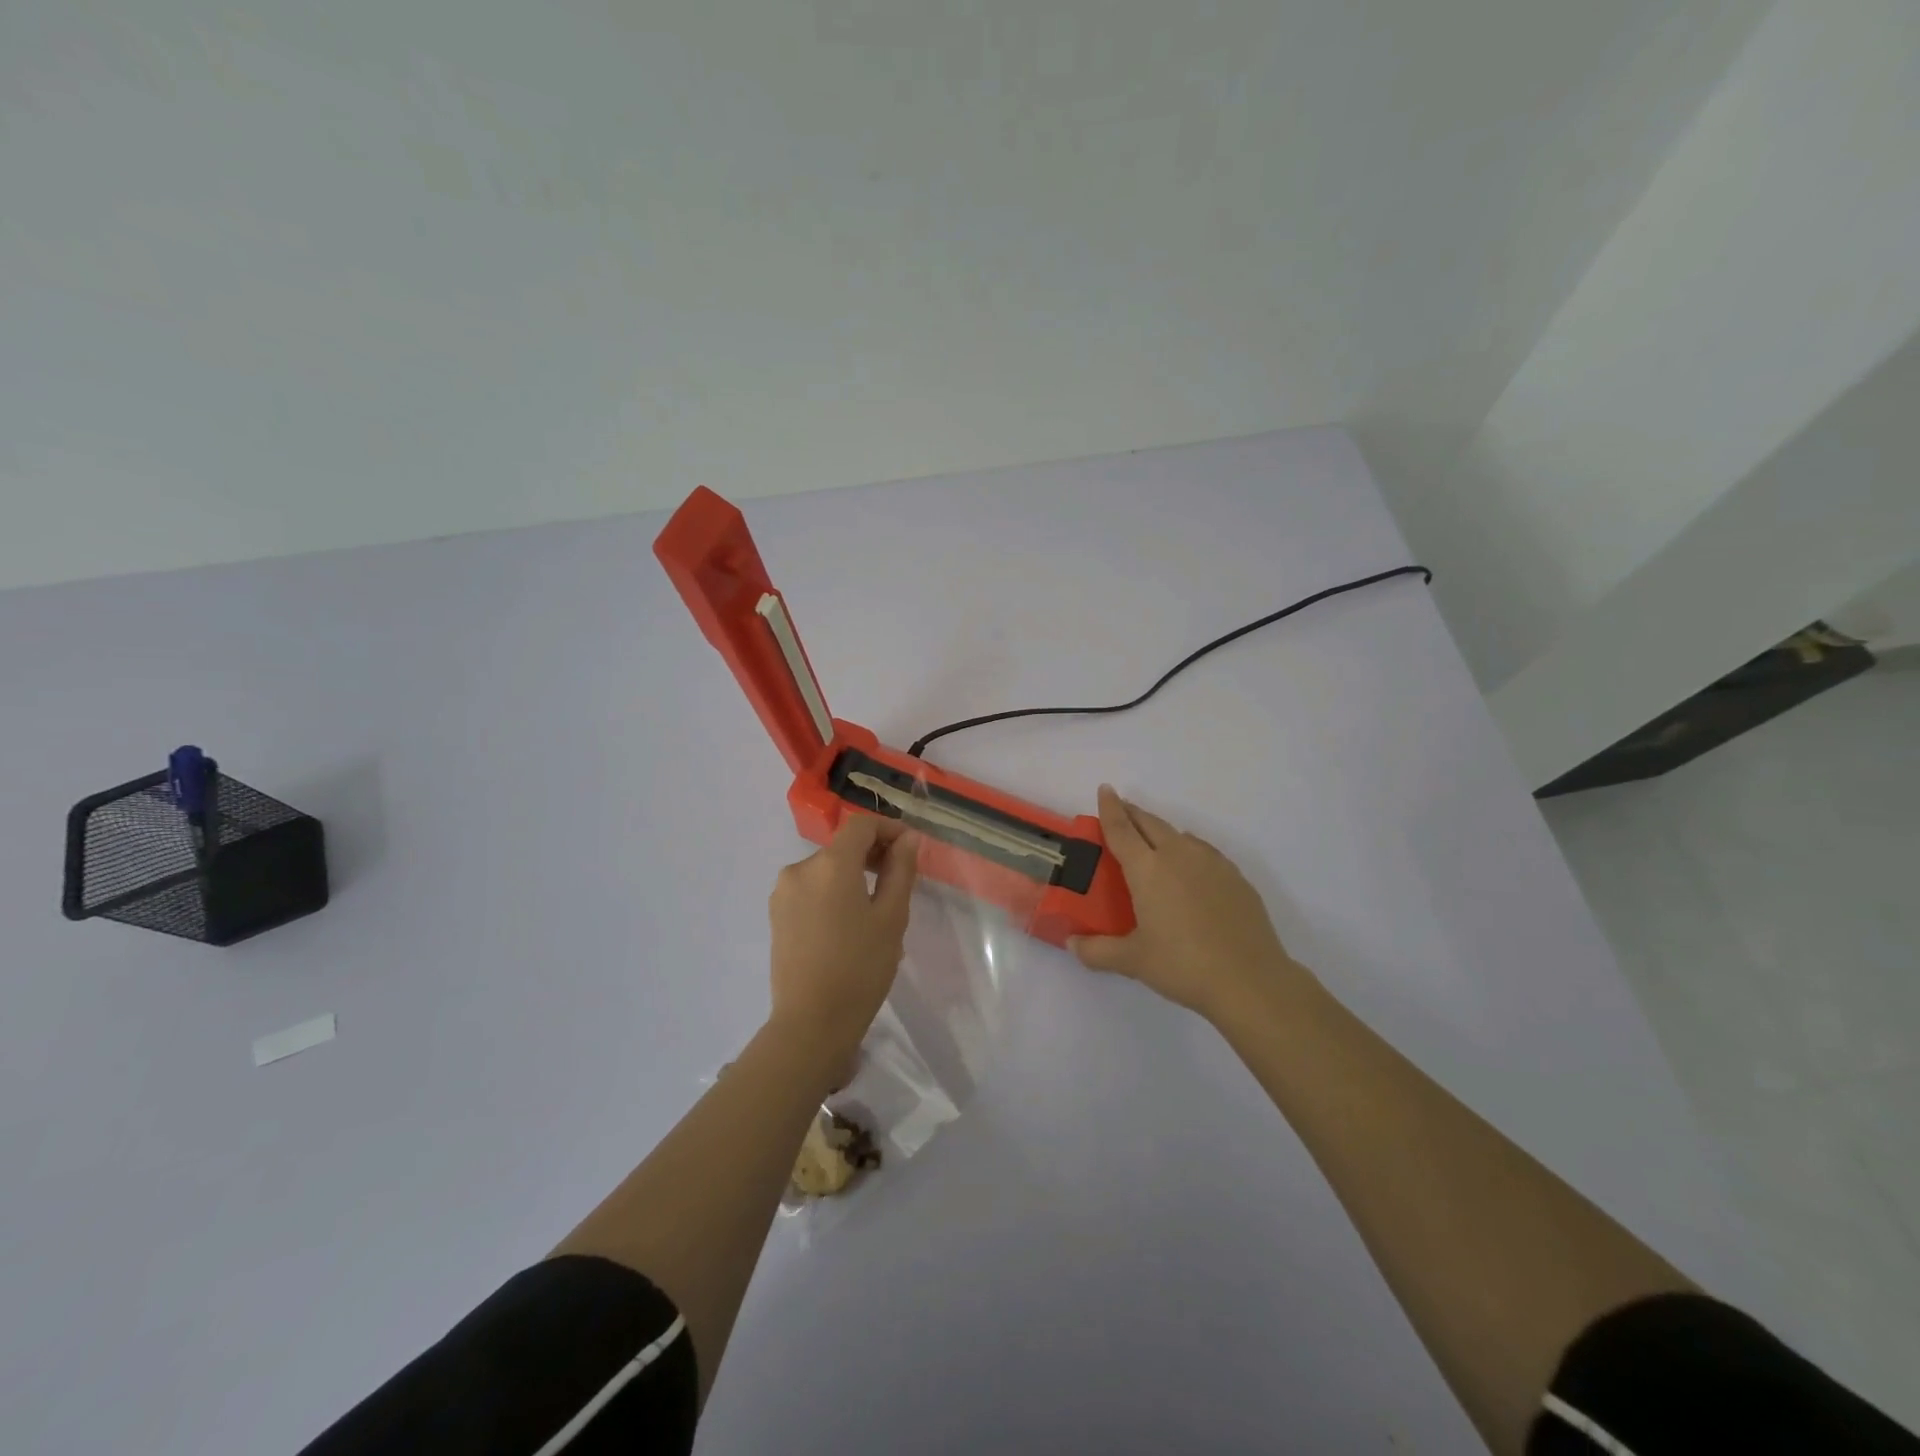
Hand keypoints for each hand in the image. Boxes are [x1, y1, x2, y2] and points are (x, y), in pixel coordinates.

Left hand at [768, 814, 919, 1064]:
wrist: (811, 1023)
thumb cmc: (860, 967)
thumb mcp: (892, 917)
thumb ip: (901, 870)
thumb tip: (908, 838)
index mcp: (830, 864)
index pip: (861, 825)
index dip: (889, 828)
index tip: (910, 849)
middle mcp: (800, 868)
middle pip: (842, 847)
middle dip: (872, 854)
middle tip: (900, 881)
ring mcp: (783, 892)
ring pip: (826, 869)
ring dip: (852, 876)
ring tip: (876, 909)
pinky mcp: (776, 915)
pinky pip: (811, 890)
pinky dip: (833, 893)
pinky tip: (848, 925)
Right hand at [1071, 785, 1309, 1019]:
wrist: (1250, 980)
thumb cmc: (1183, 966)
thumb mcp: (1133, 961)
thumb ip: (1098, 951)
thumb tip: (1072, 945)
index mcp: (1147, 869)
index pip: (1121, 829)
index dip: (1110, 808)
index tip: (1105, 789)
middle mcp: (1178, 856)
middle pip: (1150, 823)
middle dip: (1133, 813)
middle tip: (1121, 810)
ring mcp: (1211, 863)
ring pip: (1180, 835)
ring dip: (1161, 831)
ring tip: (1153, 840)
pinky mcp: (1236, 877)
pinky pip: (1204, 852)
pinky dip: (1188, 850)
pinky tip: (1190, 868)